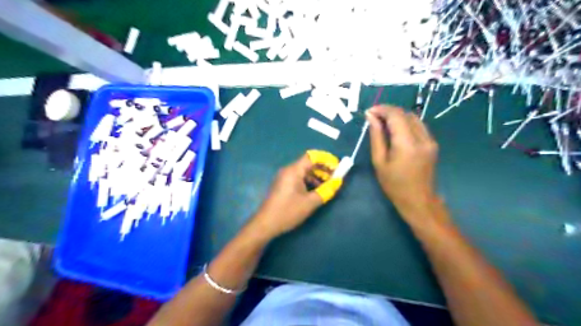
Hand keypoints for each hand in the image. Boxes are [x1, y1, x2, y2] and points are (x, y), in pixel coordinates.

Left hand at [252, 153, 337, 236]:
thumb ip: (326, 191)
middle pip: (308, 163)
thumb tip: (338, 182)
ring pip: (304, 171)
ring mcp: (284, 177)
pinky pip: (299, 178)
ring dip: (317, 176)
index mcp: (294, 170)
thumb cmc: (288, 211)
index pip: (312, 156)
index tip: (337, 166)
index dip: (326, 159)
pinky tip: (316, 191)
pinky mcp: (283, 185)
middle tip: (335, 177)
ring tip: (328, 185)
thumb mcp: (310, 202)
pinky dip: (309, 181)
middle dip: (323, 168)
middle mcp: (288, 170)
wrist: (265, 224)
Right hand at [367, 106, 439, 223]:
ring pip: (413, 117)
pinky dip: (405, 123)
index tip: (369, 111)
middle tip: (374, 117)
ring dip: (397, 116)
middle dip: (388, 111)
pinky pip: (418, 126)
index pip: (396, 115)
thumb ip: (376, 137)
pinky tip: (395, 130)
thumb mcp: (379, 161)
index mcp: (407, 144)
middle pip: (405, 113)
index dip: (382, 109)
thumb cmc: (394, 184)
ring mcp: (430, 140)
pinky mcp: (432, 143)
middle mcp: (422, 138)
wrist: (418, 200)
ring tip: (383, 123)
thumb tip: (371, 117)